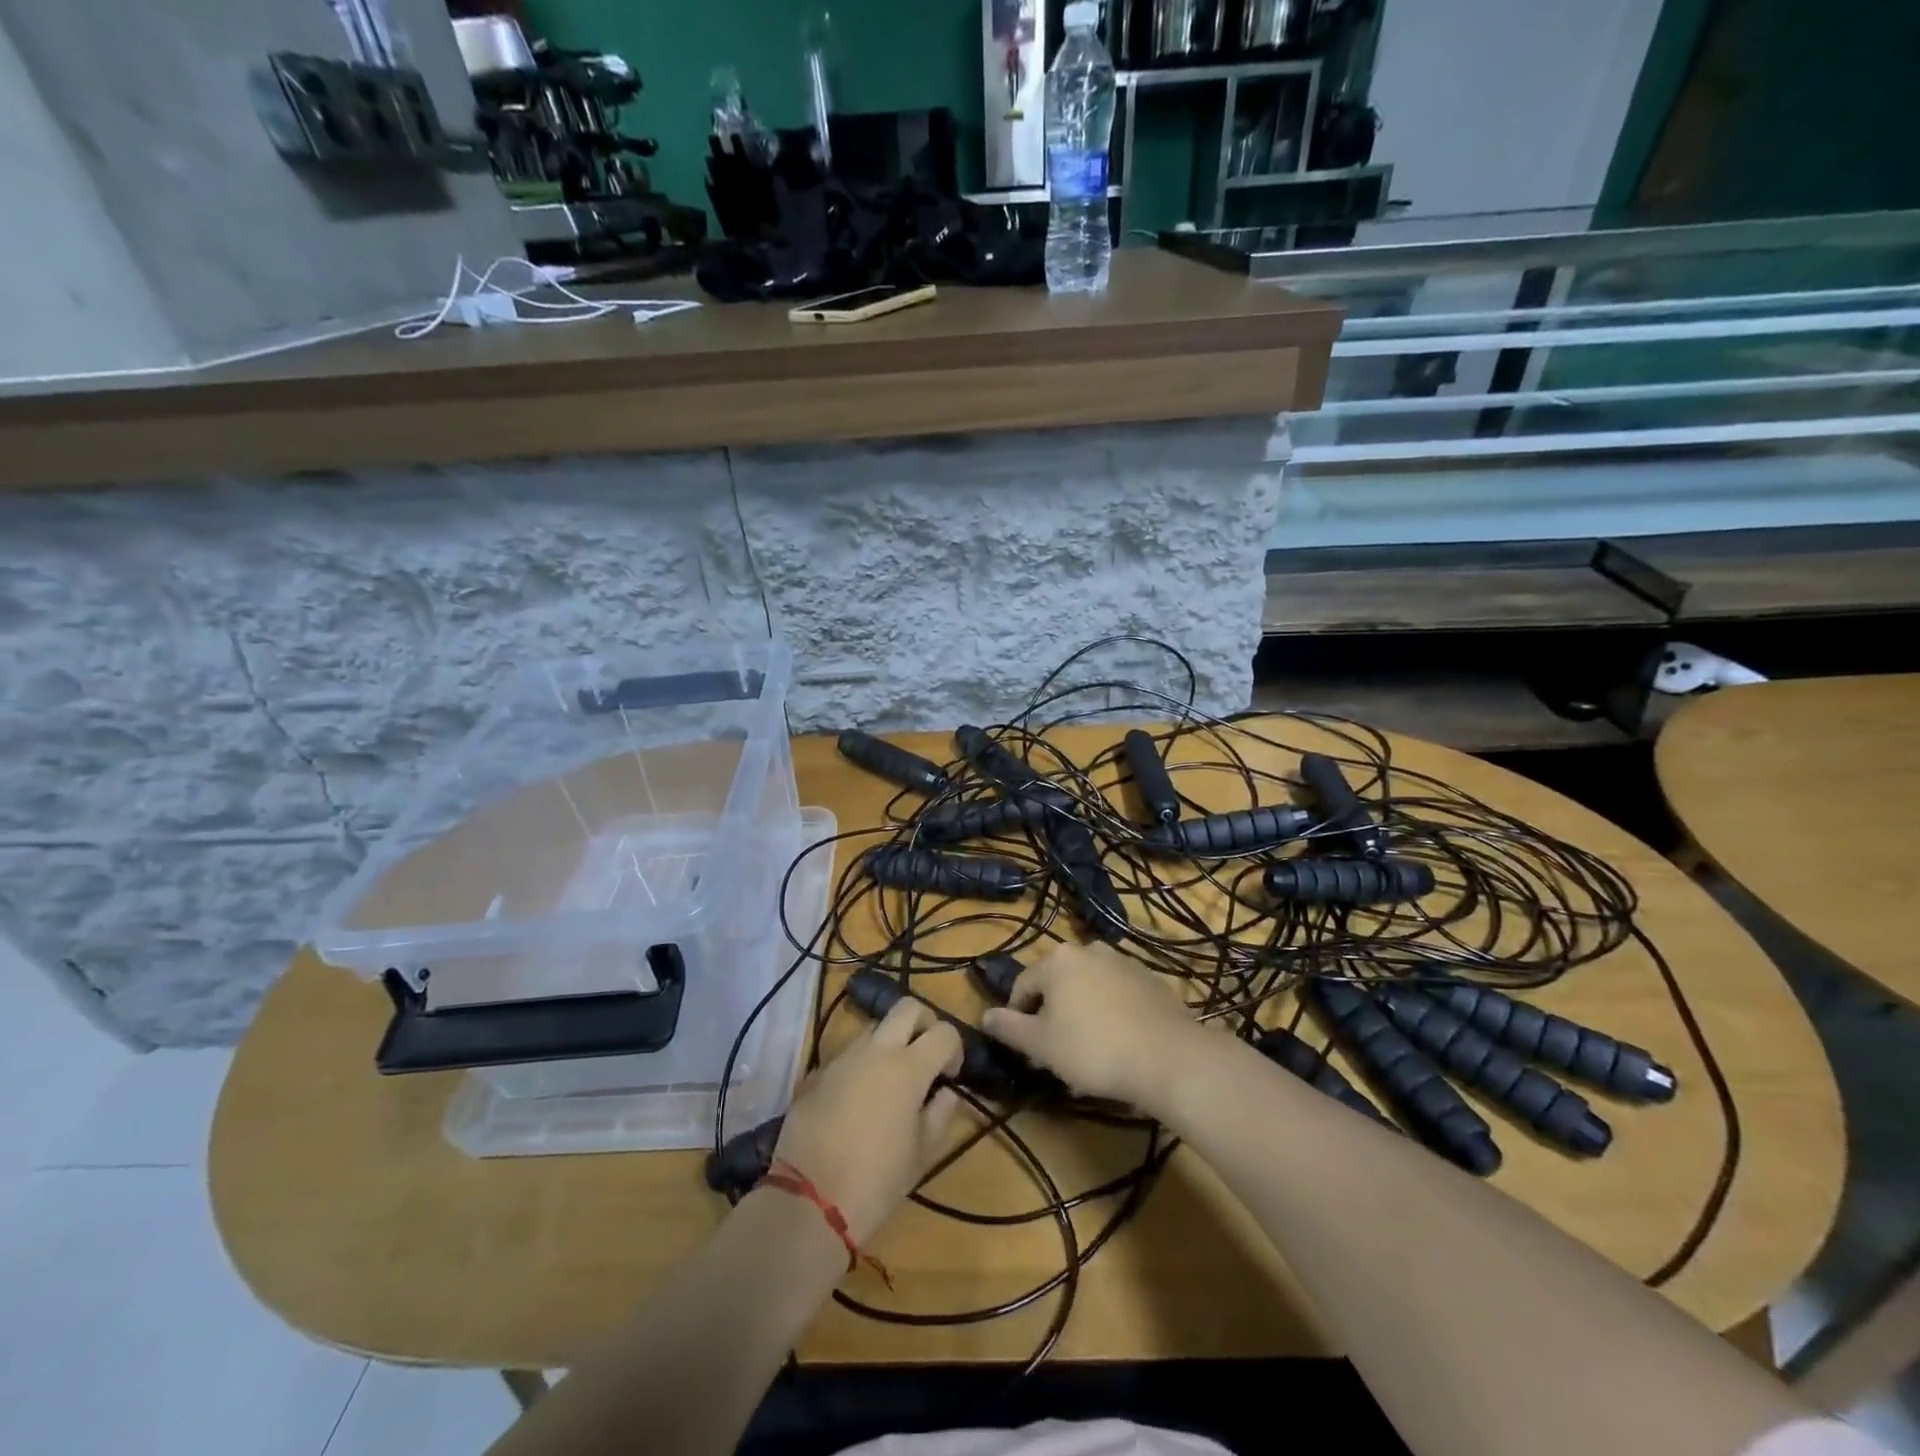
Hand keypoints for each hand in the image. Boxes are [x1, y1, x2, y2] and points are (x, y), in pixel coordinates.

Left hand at [772, 998, 963, 1244]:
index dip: (955, 1049)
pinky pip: (848, 1054)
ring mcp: (843, 1057)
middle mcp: (876, 1049)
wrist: (808, 1200)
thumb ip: (941, 1113)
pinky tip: (858, 1100)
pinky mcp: (817, 1071)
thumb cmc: (877, 1181)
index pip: (945, 1032)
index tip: (950, 1075)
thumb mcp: (922, 1154)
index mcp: (909, 1067)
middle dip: (924, 1023)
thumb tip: (948, 1092)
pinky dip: (861, 1065)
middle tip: (925, 1056)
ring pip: (875, 1027)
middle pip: (908, 1007)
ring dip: (890, 1042)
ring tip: (890, 1080)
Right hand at [982, 942, 1209, 1108]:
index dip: (1017, 1017)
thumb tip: (985, 1016)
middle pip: (1057, 984)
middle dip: (1052, 1016)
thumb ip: (1009, 1028)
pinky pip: (1117, 994)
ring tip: (1088, 1053)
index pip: (1023, 985)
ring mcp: (1123, 961)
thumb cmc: (1094, 1049)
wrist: (1169, 1056)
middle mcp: (1089, 950)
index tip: (1025, 1049)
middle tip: (1055, 1053)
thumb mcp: (1041, 1045)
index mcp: (1057, 960)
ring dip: (1081, 1013)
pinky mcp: (1151, 979)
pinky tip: (1118, 1043)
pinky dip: (1110, 1013)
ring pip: (1089, 988)